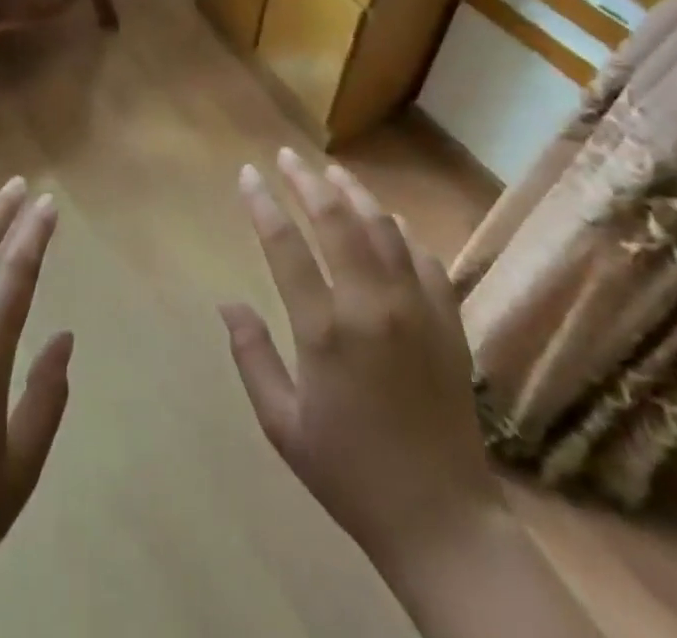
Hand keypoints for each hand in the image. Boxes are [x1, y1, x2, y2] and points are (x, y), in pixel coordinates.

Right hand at [222, 148, 499, 597]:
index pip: (285, 245)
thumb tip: (227, 303)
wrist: (442, 520)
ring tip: (332, 173)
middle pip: (335, 219)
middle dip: (305, 181)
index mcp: (326, 330)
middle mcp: (372, 305)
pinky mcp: (449, 320)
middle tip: (286, 156)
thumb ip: (252, 357)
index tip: (246, 174)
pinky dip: (401, 232)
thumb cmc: (350, 473)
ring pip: (382, 227)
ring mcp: (417, 308)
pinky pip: (424, 257)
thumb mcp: (282, 425)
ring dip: (354, 194)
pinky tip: (388, 223)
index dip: (262, 203)